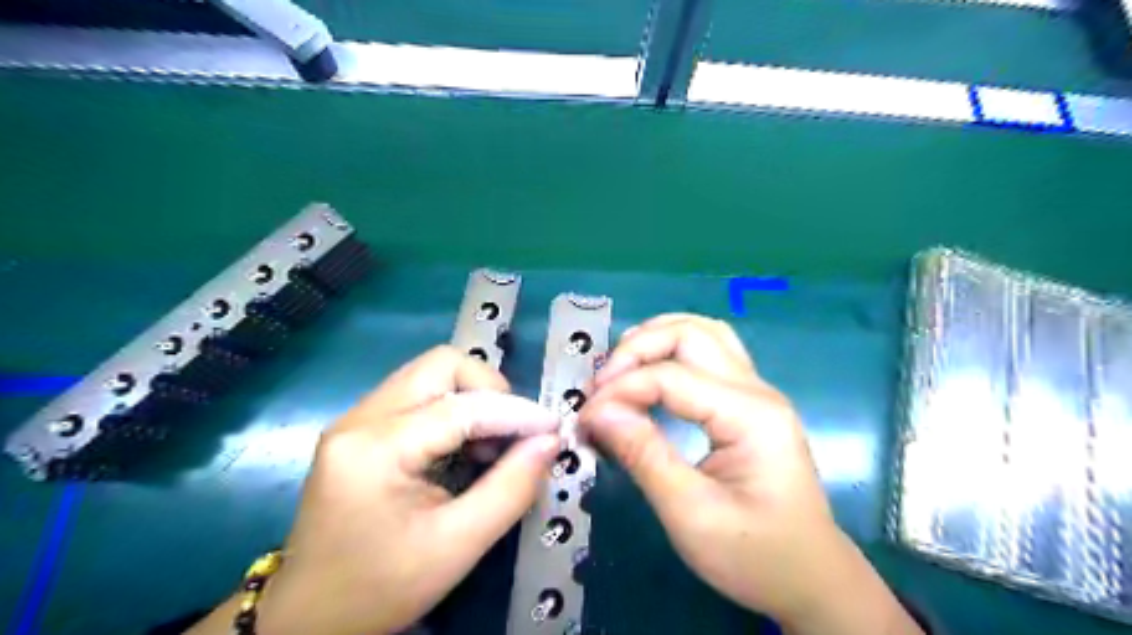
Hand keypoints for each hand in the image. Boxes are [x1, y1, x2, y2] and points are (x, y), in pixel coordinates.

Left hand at [253, 348, 557, 633]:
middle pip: (441, 365)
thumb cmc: (380, 589)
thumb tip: (550, 442)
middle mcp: (359, 419)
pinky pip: (418, 395)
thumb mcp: (457, 547)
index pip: (461, 407)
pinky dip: (453, 410)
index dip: (516, 412)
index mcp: (375, 449)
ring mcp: (355, 420)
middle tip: (514, 433)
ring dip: (472, 399)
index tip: (554, 428)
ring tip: (491, 445)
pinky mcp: (360, 429)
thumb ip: (511, 488)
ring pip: (430, 375)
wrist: (307, 620)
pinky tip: (464, 448)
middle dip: (489, 390)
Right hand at [577, 312, 922, 634]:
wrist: (809, 578)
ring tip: (619, 369)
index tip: (585, 418)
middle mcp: (757, 390)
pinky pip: (708, 354)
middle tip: (602, 385)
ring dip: (656, 339)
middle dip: (638, 348)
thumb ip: (643, 456)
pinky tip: (649, 372)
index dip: (621, 390)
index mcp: (750, 415)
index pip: (672, 377)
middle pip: (692, 333)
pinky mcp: (748, 403)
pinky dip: (671, 352)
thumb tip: (597, 412)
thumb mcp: (691, 514)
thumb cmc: (754, 555)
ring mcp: (756, 392)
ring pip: (703, 333)